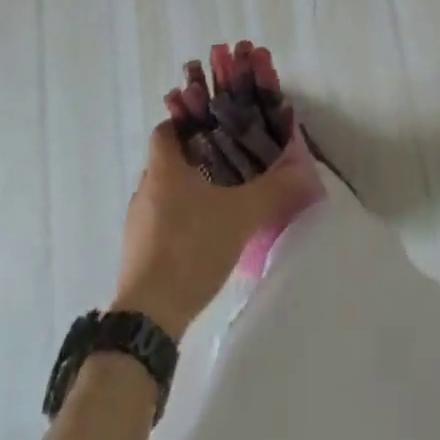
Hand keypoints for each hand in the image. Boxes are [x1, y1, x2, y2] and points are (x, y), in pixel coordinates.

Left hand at [111, 120, 322, 339]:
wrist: (149, 315)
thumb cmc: (192, 247)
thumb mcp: (242, 215)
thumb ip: (274, 190)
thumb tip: (304, 171)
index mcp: (164, 168)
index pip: (166, 129)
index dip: (187, 124)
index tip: (214, 130)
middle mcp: (145, 188)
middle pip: (167, 160)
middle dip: (194, 159)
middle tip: (227, 164)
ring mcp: (136, 222)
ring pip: (163, 192)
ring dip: (186, 191)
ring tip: (219, 200)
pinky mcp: (135, 252)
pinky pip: (158, 221)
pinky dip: (178, 220)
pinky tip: (202, 236)